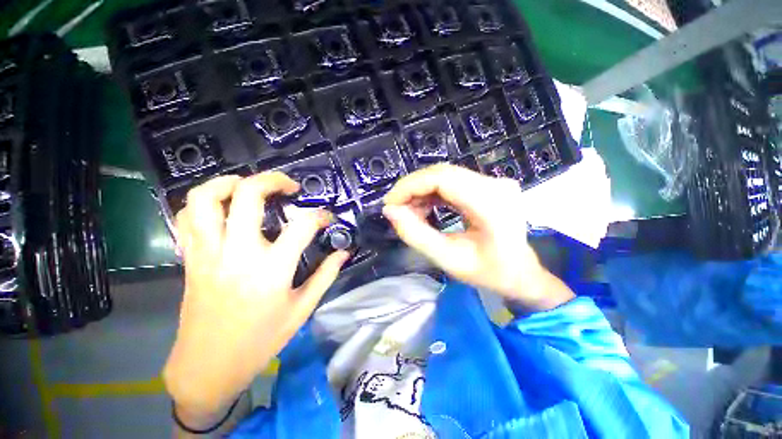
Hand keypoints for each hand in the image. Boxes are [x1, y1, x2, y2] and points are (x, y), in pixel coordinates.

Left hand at [163, 173, 349, 423]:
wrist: (208, 367)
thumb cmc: (260, 341)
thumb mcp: (302, 310)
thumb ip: (326, 275)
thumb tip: (343, 253)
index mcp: (271, 269)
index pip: (302, 226)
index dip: (320, 216)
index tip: (327, 218)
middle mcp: (237, 253)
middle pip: (247, 195)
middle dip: (272, 180)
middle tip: (289, 186)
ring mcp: (208, 253)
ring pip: (206, 198)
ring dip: (230, 182)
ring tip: (249, 186)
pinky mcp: (191, 259)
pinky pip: (187, 217)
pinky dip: (205, 204)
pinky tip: (224, 209)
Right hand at [383, 164, 573, 310]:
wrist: (521, 273)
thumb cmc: (489, 273)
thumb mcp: (448, 259)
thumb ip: (416, 235)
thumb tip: (390, 211)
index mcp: (490, 204)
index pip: (442, 178)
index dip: (410, 186)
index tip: (390, 203)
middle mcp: (495, 184)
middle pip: (441, 173)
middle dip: (412, 189)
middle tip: (396, 209)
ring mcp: (494, 182)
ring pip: (444, 175)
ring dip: (421, 191)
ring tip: (409, 212)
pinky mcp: (488, 185)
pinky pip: (452, 182)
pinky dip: (432, 193)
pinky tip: (424, 208)